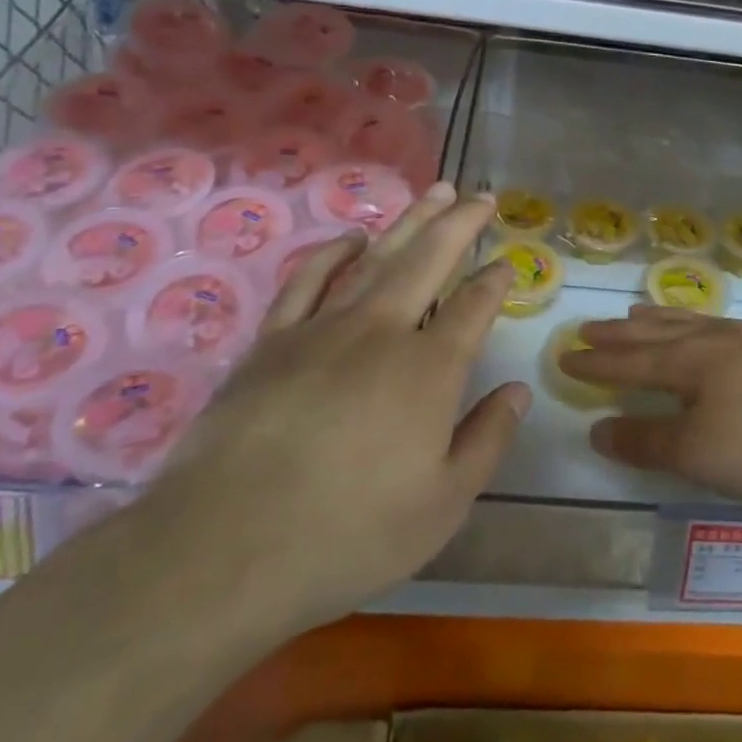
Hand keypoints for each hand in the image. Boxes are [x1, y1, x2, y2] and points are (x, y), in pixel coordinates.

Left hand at [149, 184, 527, 641]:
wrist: (224, 549)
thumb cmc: (349, 534)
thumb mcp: (443, 504)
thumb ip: (487, 440)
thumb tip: (517, 391)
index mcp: (429, 370)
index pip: (474, 308)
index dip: (496, 281)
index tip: (508, 263)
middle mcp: (382, 333)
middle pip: (429, 260)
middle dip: (460, 223)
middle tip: (482, 195)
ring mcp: (323, 329)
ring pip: (377, 258)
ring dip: (410, 221)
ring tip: (434, 192)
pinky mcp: (273, 341)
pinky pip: (308, 280)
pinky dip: (333, 253)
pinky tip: (353, 238)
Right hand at [571, 308, 741, 505]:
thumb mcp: (699, 453)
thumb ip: (647, 441)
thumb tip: (598, 429)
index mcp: (691, 362)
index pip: (631, 361)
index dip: (597, 362)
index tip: (566, 355)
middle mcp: (718, 341)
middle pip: (659, 334)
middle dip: (621, 334)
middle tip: (590, 326)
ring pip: (694, 324)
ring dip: (660, 321)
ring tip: (640, 314)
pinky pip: (724, 328)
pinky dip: (700, 326)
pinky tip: (712, 331)